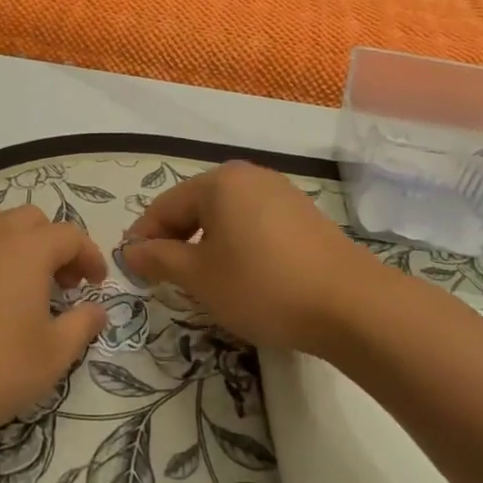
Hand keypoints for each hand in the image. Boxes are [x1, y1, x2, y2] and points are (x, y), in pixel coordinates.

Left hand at [0, 203, 107, 449]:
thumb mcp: (53, 356)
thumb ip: (82, 325)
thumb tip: (97, 310)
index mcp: (27, 249)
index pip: (69, 235)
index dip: (89, 256)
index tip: (95, 284)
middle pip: (30, 219)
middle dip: (52, 244)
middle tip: (60, 283)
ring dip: (11, 237)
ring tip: (15, 273)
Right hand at [120, 161, 388, 356]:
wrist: (351, 305)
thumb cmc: (262, 285)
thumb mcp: (200, 277)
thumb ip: (160, 259)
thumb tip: (131, 251)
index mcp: (219, 182)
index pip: (165, 206)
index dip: (143, 238)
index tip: (132, 269)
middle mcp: (249, 177)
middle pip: (196, 206)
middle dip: (175, 240)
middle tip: (162, 277)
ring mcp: (281, 193)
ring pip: (226, 216)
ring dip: (206, 244)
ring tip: (200, 280)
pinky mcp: (304, 215)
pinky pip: (254, 224)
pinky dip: (237, 245)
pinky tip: (241, 275)